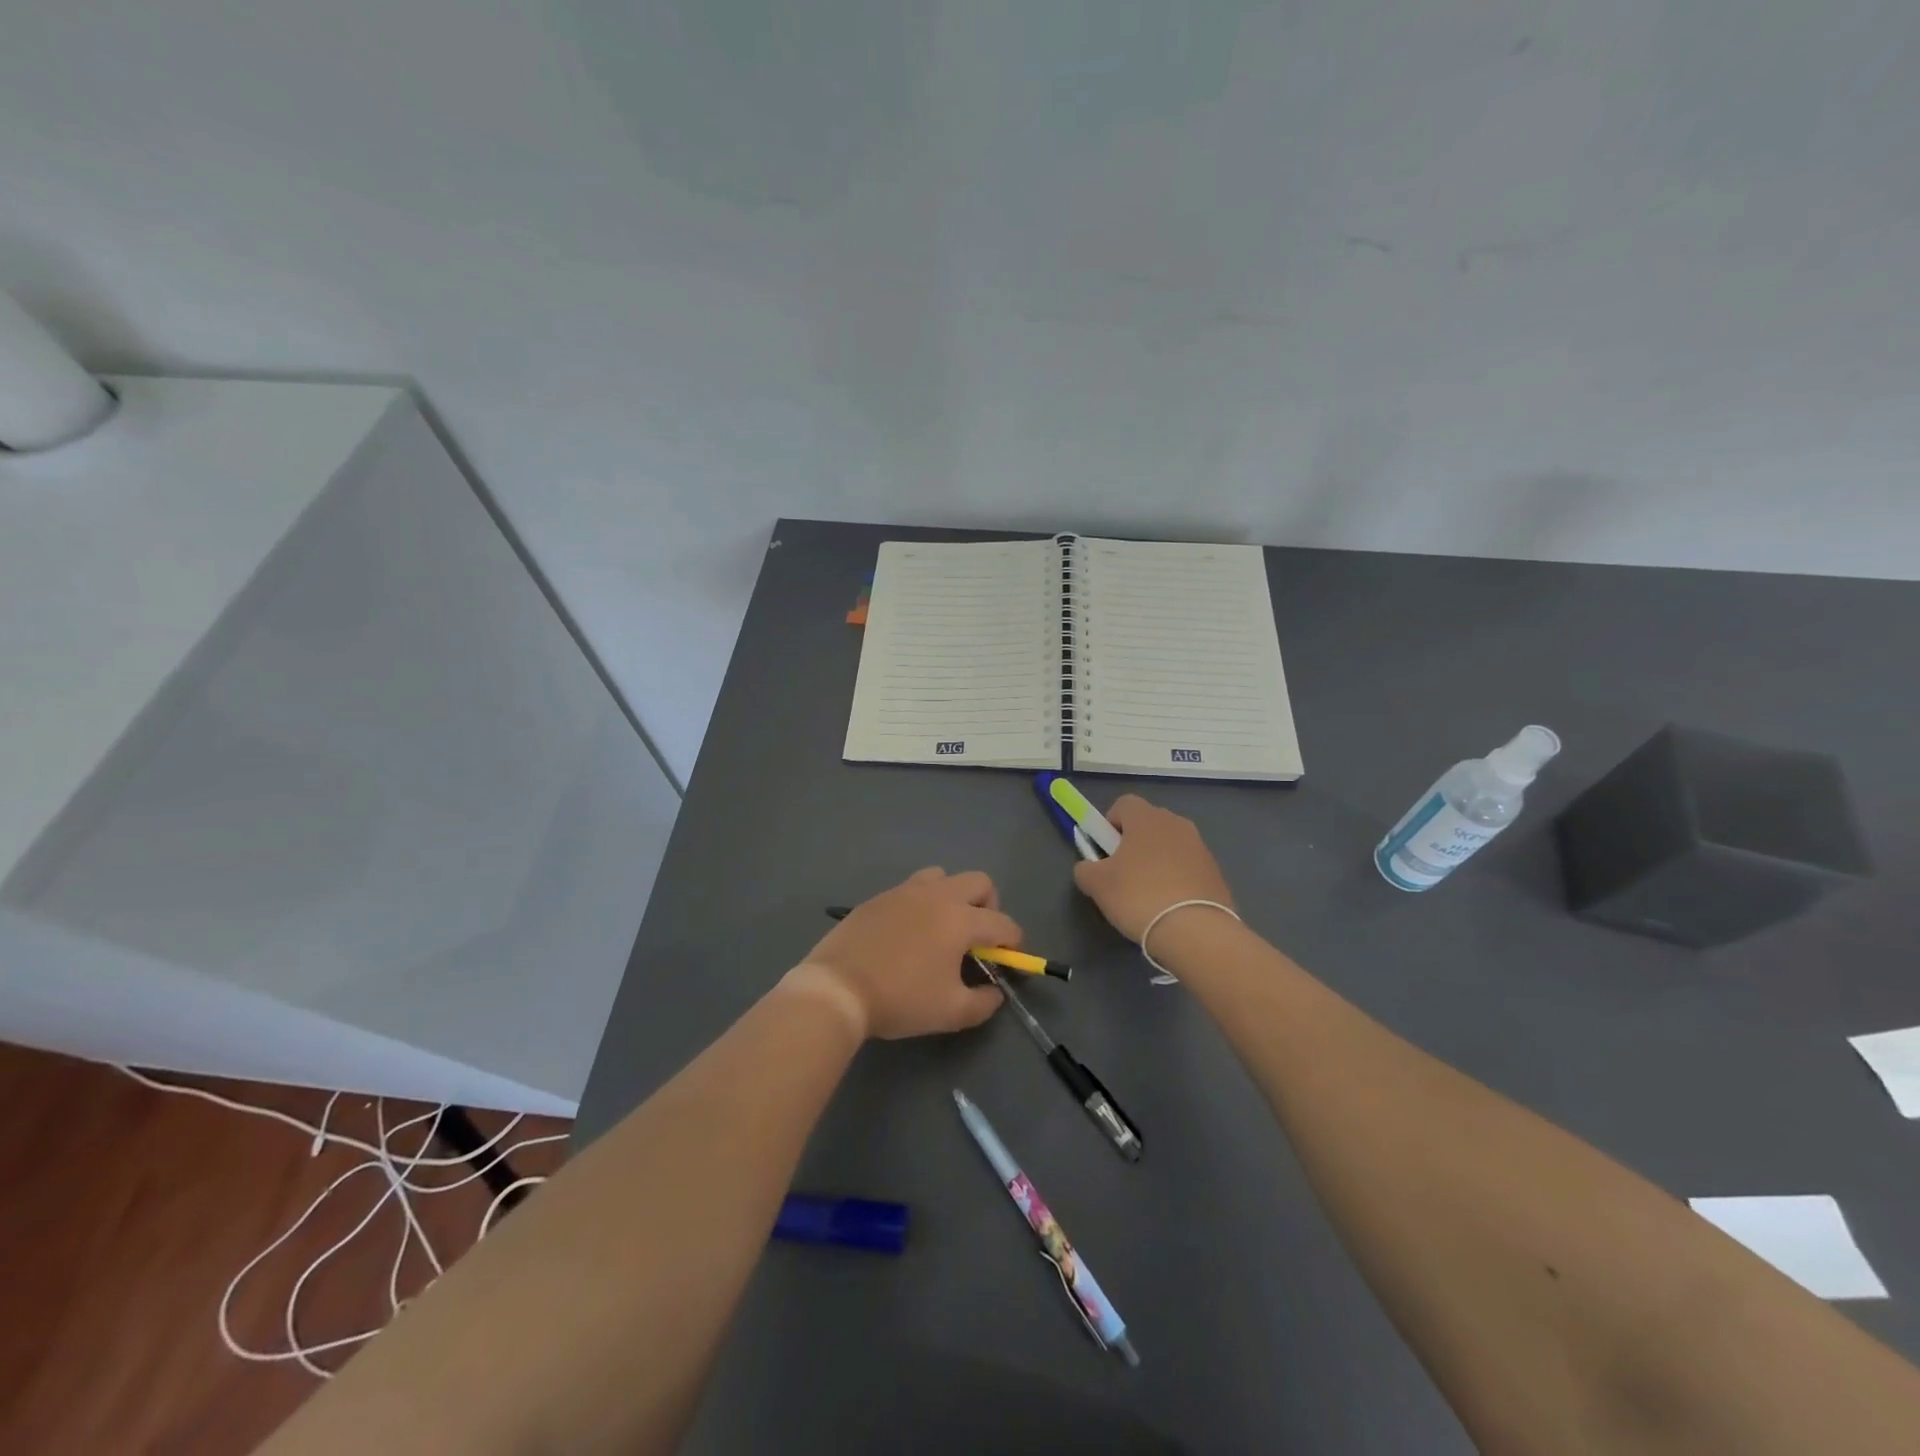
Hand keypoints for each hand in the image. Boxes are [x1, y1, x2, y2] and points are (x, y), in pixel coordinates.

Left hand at [795, 868, 1014, 1039]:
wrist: (837, 988)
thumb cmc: (900, 1000)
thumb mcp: (951, 1013)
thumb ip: (983, 1002)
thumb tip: (994, 992)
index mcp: (960, 920)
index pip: (1003, 923)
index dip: (1014, 943)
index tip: (1009, 960)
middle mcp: (938, 895)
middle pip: (979, 882)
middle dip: (989, 906)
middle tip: (978, 937)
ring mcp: (905, 891)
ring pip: (943, 876)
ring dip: (953, 896)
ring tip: (942, 928)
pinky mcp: (879, 897)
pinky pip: (911, 889)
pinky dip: (921, 903)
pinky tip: (909, 932)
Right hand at [1072, 795, 1234, 941]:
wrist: (1196, 931)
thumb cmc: (1138, 897)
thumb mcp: (1096, 884)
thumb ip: (1086, 868)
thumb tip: (1090, 868)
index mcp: (1146, 818)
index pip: (1123, 804)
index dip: (1109, 824)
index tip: (1105, 851)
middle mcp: (1176, 823)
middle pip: (1148, 823)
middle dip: (1133, 842)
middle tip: (1122, 874)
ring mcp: (1200, 846)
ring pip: (1169, 845)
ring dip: (1157, 861)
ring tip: (1147, 895)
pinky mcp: (1215, 871)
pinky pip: (1187, 866)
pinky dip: (1177, 878)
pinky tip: (1170, 905)